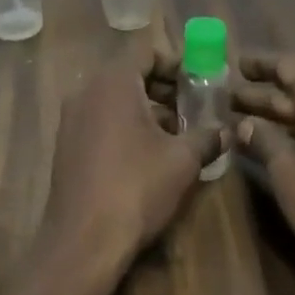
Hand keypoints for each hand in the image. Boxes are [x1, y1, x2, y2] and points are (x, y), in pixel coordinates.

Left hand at [39, 48, 228, 276]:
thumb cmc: (136, 188)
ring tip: (179, 133)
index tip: (200, 80)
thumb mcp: (183, 160)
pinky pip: (102, 121)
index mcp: (113, 83)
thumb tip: (227, 130)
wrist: (83, 243)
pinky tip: (151, 155)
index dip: (176, 61)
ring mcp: (71, 120)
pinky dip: (127, 126)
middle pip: (131, 74)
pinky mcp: (67, 146)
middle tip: (195, 106)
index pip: (146, 51)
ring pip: (116, 99)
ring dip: (148, 108)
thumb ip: (207, 136)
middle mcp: (86, 92)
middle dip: (165, 87)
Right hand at [233, 52, 294, 273]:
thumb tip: (245, 124)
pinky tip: (283, 143)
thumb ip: (263, 139)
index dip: (259, 64)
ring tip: (248, 120)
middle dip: (265, 91)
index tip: (235, 65)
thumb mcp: (285, 170)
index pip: (287, 63)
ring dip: (284, 111)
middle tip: (230, 97)